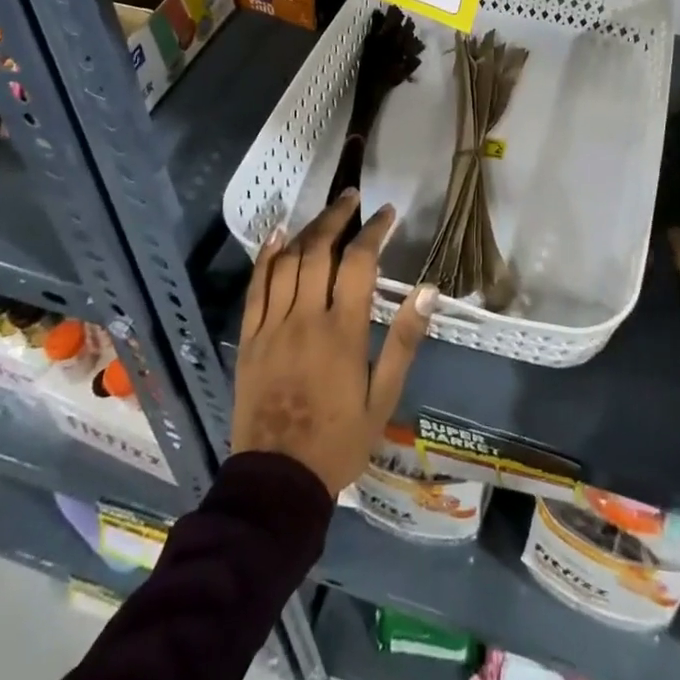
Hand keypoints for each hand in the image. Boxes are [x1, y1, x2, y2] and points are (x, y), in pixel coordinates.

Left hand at [232, 190, 437, 495]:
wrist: (277, 483)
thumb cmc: (339, 440)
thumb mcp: (383, 398)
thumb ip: (404, 341)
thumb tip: (428, 291)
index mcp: (342, 331)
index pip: (358, 263)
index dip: (374, 231)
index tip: (387, 213)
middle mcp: (305, 318)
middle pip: (319, 251)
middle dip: (337, 217)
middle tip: (352, 197)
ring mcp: (272, 326)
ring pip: (287, 262)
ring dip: (307, 230)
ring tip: (324, 212)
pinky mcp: (250, 338)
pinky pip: (255, 287)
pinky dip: (266, 256)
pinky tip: (277, 234)